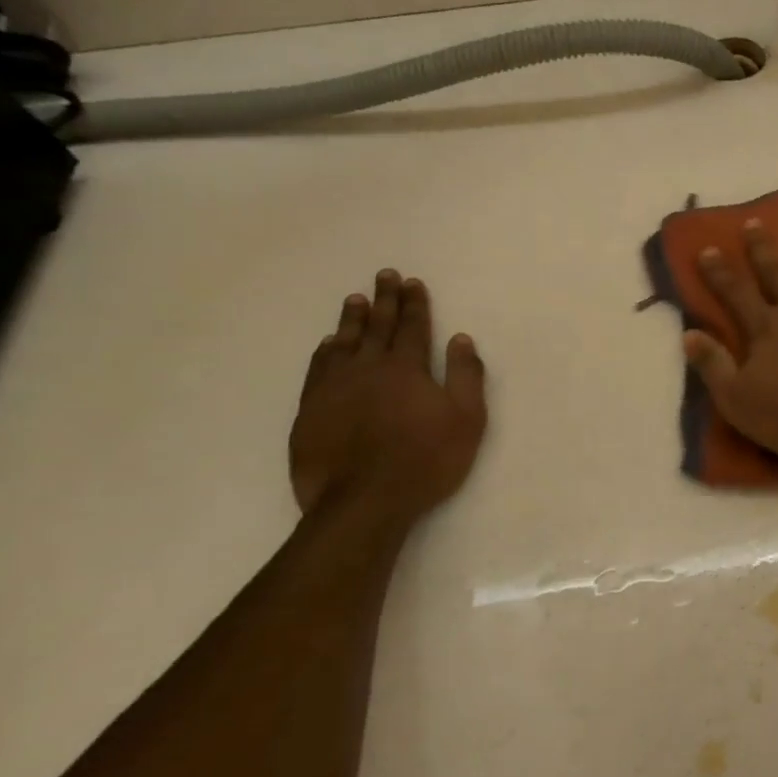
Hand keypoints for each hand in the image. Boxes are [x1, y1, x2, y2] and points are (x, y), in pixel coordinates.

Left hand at [290, 269, 487, 525]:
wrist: (363, 501)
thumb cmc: (425, 460)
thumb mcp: (466, 420)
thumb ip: (466, 376)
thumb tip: (461, 339)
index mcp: (407, 368)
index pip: (412, 326)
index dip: (414, 303)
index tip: (412, 282)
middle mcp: (368, 368)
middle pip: (377, 326)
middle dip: (384, 299)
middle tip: (384, 275)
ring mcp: (335, 387)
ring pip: (344, 342)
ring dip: (352, 319)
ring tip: (355, 299)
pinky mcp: (311, 409)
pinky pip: (318, 368)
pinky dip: (325, 350)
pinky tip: (328, 344)